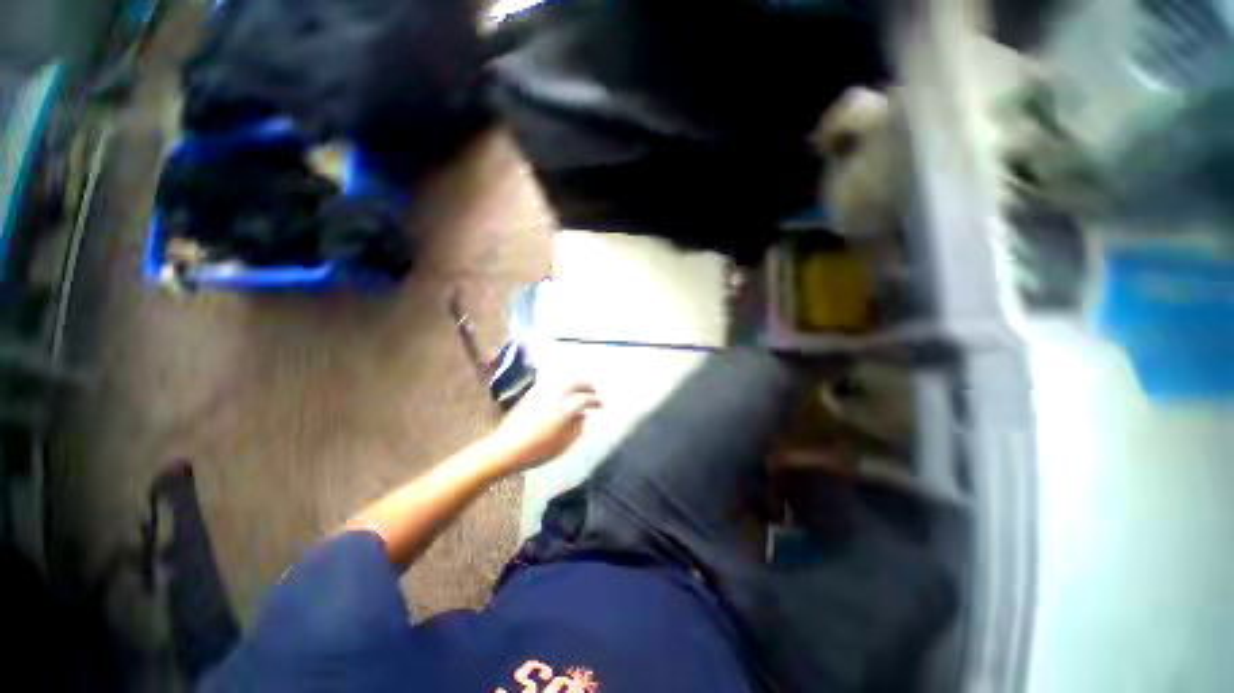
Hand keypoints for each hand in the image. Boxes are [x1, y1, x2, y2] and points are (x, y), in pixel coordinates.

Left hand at [488, 383, 600, 470]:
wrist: (504, 449)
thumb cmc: (536, 451)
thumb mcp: (562, 446)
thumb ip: (576, 430)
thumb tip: (583, 417)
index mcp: (563, 410)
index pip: (584, 399)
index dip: (595, 401)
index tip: (600, 405)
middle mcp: (554, 397)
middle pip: (574, 384)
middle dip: (586, 386)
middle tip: (592, 391)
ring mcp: (541, 393)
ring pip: (561, 381)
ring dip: (573, 383)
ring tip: (578, 390)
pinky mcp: (530, 395)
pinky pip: (550, 384)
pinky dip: (560, 386)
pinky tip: (561, 393)